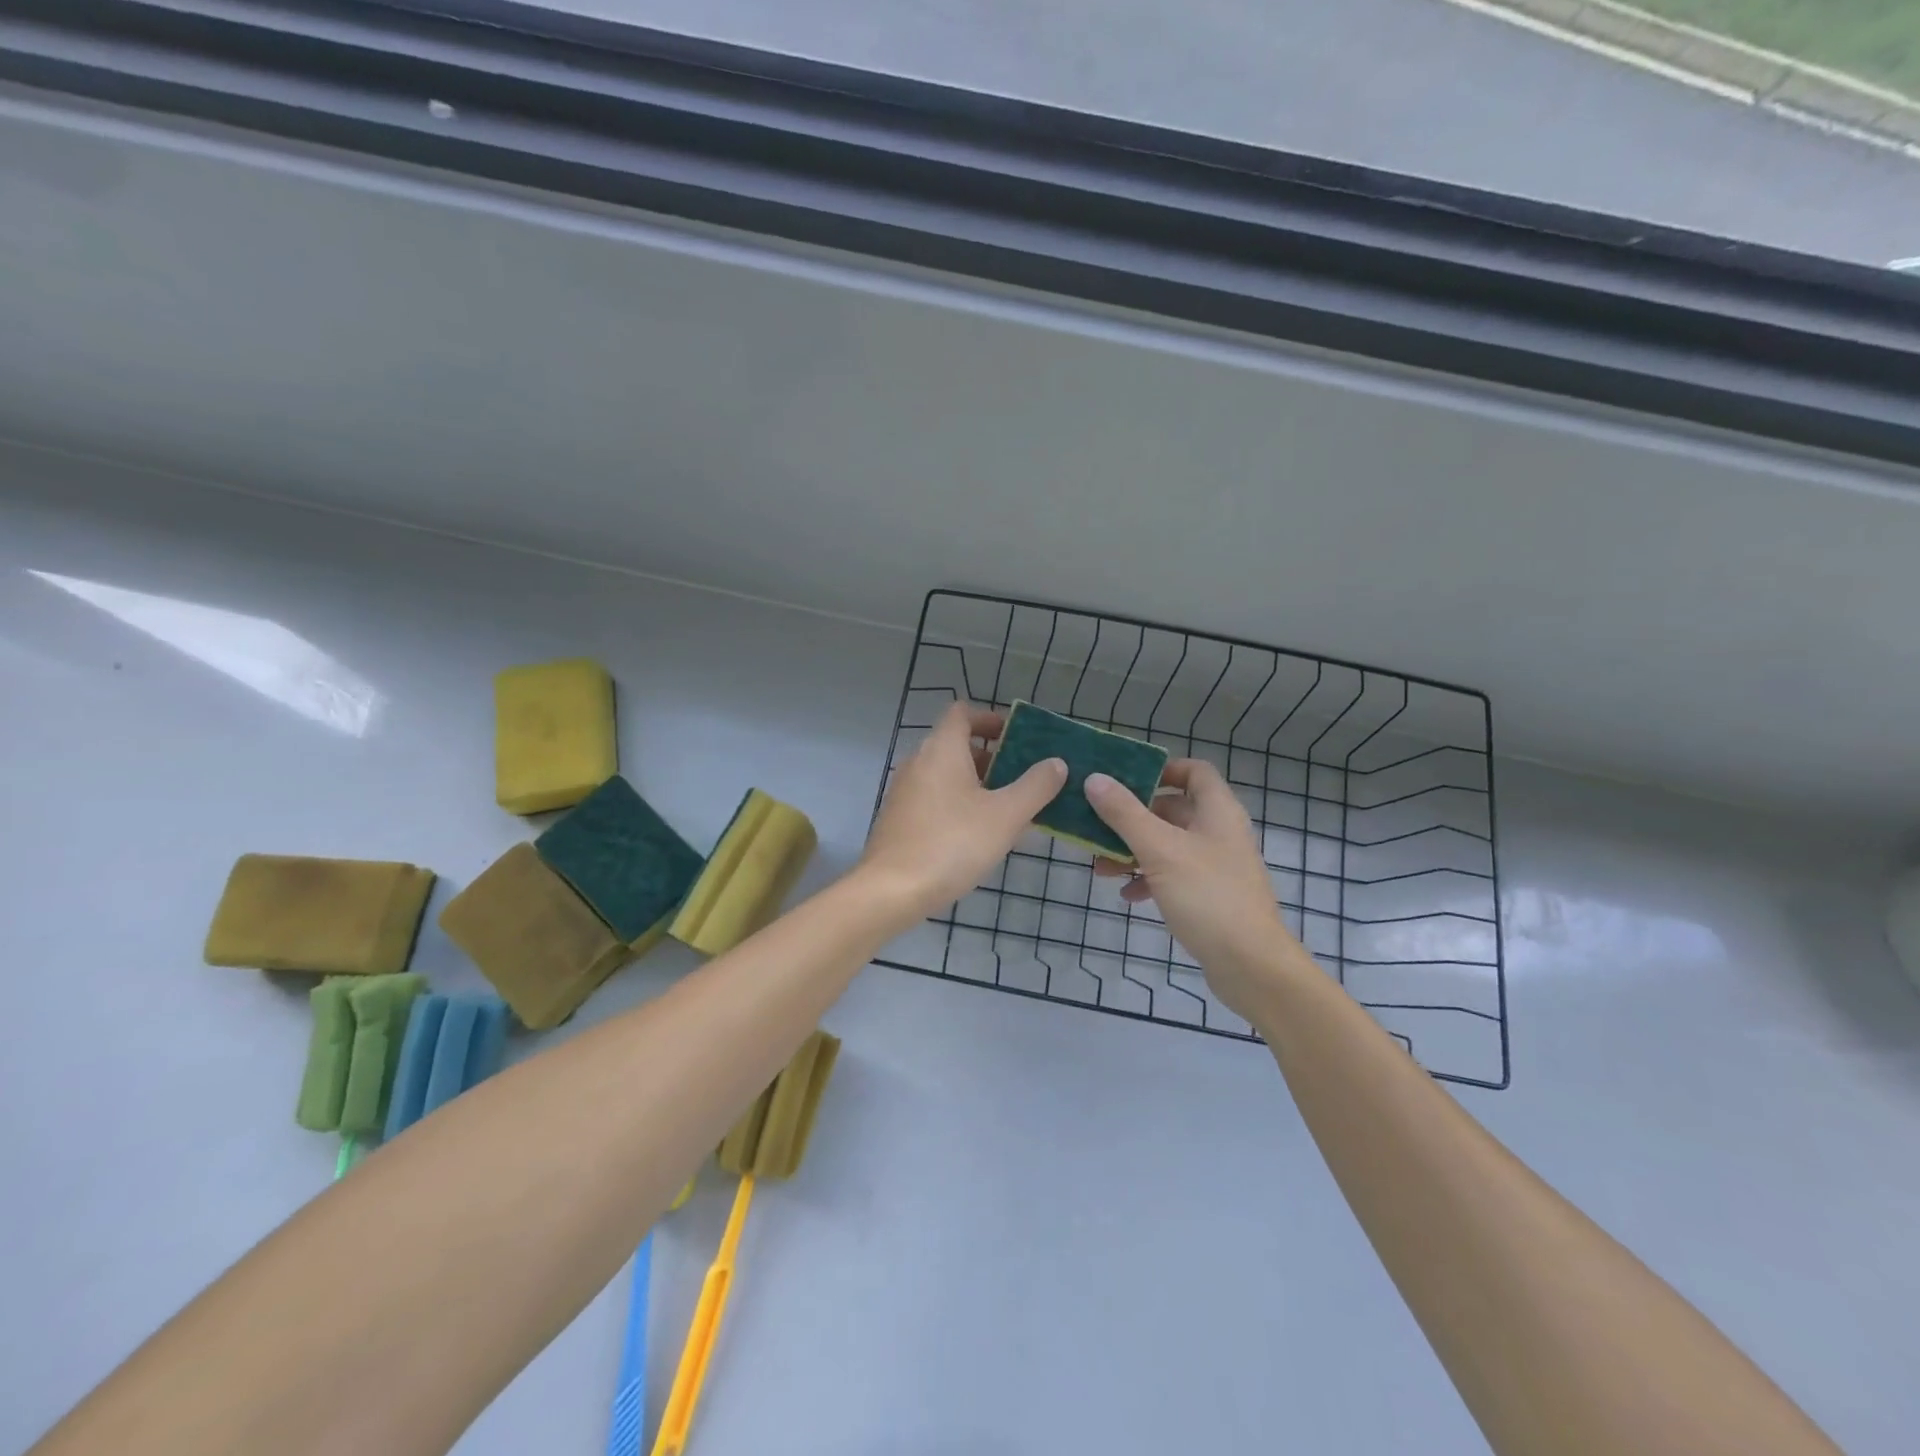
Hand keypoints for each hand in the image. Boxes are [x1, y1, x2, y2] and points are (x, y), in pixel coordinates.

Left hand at [859, 702, 1065, 924]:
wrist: (891, 890)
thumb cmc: (952, 843)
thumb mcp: (1006, 815)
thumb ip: (1036, 786)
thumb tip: (1056, 763)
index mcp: (941, 748)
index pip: (963, 713)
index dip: (991, 719)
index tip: (1018, 738)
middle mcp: (918, 761)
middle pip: (957, 744)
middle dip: (992, 758)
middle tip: (1024, 779)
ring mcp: (904, 790)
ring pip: (947, 775)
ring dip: (978, 784)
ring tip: (1009, 811)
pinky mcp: (899, 818)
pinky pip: (934, 798)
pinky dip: (958, 804)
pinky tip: (979, 836)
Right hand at [1086, 760, 1300, 1018]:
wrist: (1250, 965)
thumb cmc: (1207, 896)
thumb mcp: (1159, 850)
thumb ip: (1124, 813)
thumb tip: (1095, 779)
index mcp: (1217, 811)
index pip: (1194, 771)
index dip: (1161, 769)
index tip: (1124, 779)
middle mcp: (1219, 832)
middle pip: (1173, 809)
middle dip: (1133, 817)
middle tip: (1097, 825)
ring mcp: (1215, 865)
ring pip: (1168, 844)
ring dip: (1133, 851)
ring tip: (1101, 867)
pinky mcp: (1209, 895)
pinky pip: (1173, 875)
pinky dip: (1148, 879)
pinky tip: (1127, 895)